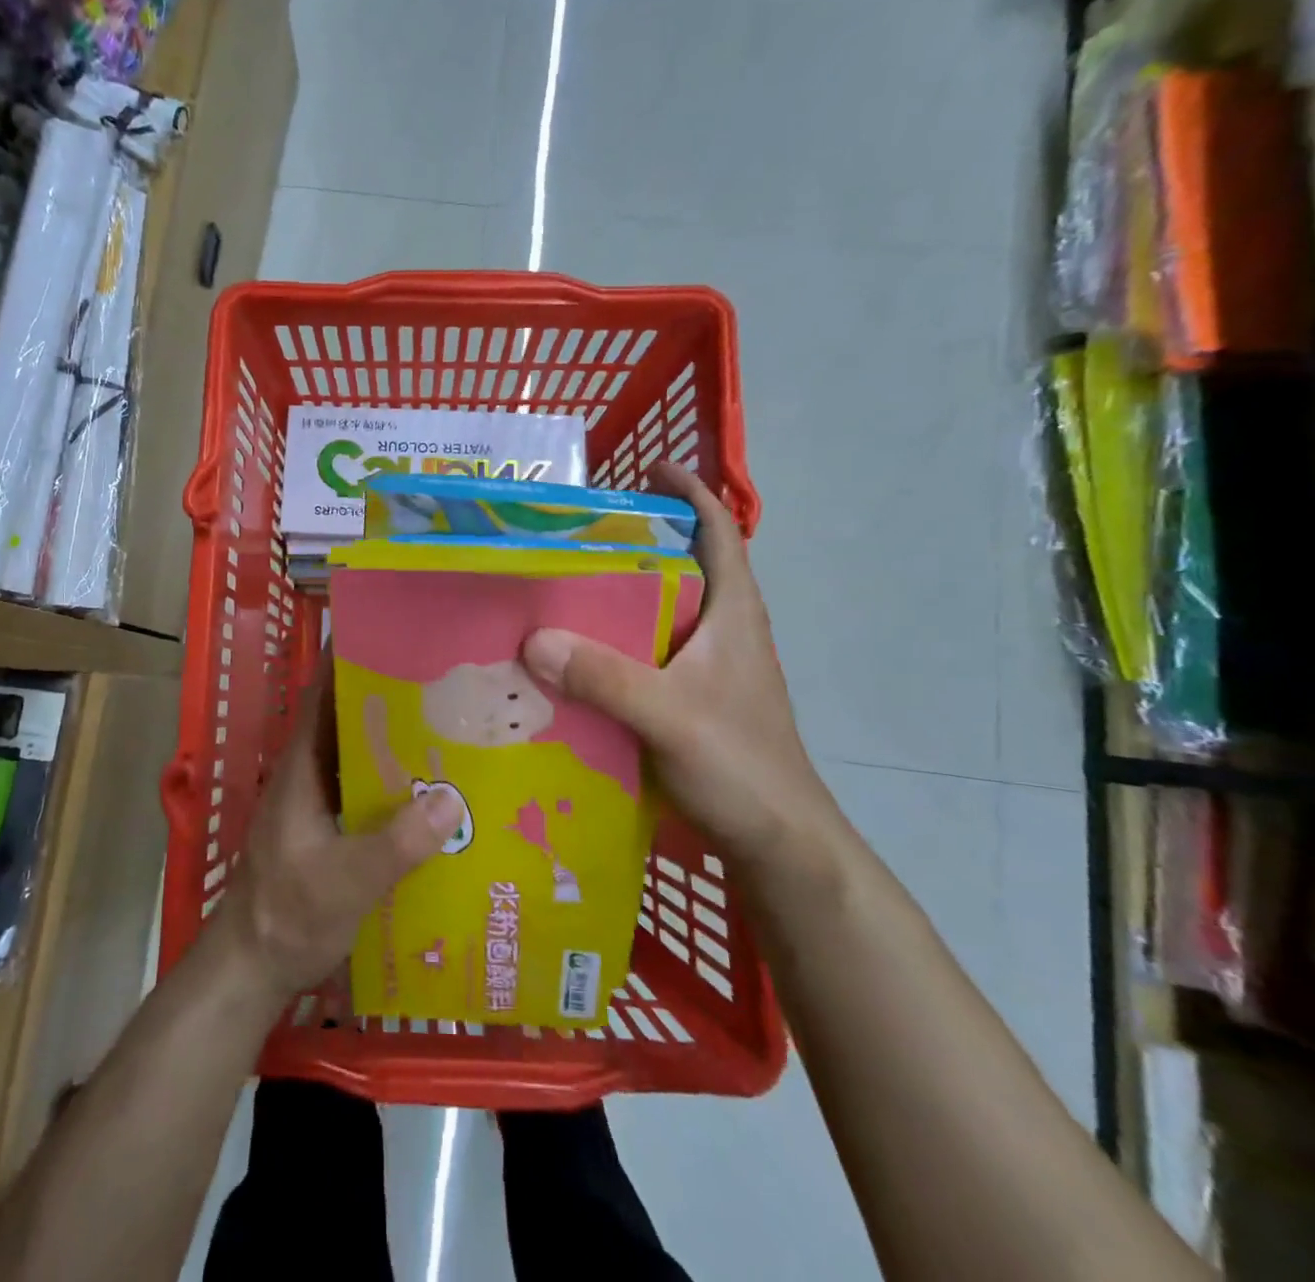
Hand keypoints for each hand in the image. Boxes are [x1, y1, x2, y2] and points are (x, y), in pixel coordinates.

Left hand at [217, 662, 464, 998]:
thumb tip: (452, 798)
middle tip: (449, 681)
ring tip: (456, 727)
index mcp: (302, 766)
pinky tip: (439, 793)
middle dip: (393, 697)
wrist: (253, 969)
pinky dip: (399, 784)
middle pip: (351, 720)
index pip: (324, 694)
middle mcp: (311, 773)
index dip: (351, 660)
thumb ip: (395, 843)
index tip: (396, 635)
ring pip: (363, 756)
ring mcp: (321, 802)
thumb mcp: (344, 881)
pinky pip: (370, 791)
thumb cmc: (287, 914)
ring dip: (400, 742)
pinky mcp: (333, 830)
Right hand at [520, 462, 842, 880]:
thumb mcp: (669, 716)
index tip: (650, 468)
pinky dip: (614, 644)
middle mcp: (723, 632)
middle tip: (575, 532)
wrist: (780, 845)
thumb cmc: (741, 768)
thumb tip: (534, 638)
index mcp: (733, 615)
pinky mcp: (692, 702)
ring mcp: (709, 670)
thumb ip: (606, 678)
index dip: (691, 494)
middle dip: (637, 541)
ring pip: (660, 614)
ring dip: (620, 595)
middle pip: (681, 567)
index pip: (718, 533)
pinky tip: (574, 657)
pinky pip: (646, 655)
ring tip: (561, 587)